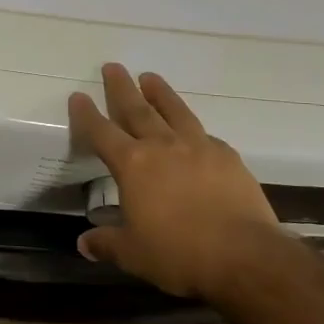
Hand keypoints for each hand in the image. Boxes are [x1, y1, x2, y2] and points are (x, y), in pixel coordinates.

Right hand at [68, 63, 282, 297]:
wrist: (245, 257)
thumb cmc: (178, 254)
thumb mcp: (133, 254)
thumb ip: (107, 243)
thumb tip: (84, 243)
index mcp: (132, 165)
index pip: (101, 132)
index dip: (86, 114)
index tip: (78, 96)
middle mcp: (162, 146)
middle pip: (136, 109)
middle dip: (121, 88)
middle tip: (113, 66)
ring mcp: (198, 147)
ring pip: (174, 110)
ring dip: (159, 92)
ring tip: (150, 77)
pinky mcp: (228, 157)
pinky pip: (204, 134)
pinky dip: (192, 126)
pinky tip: (193, 130)